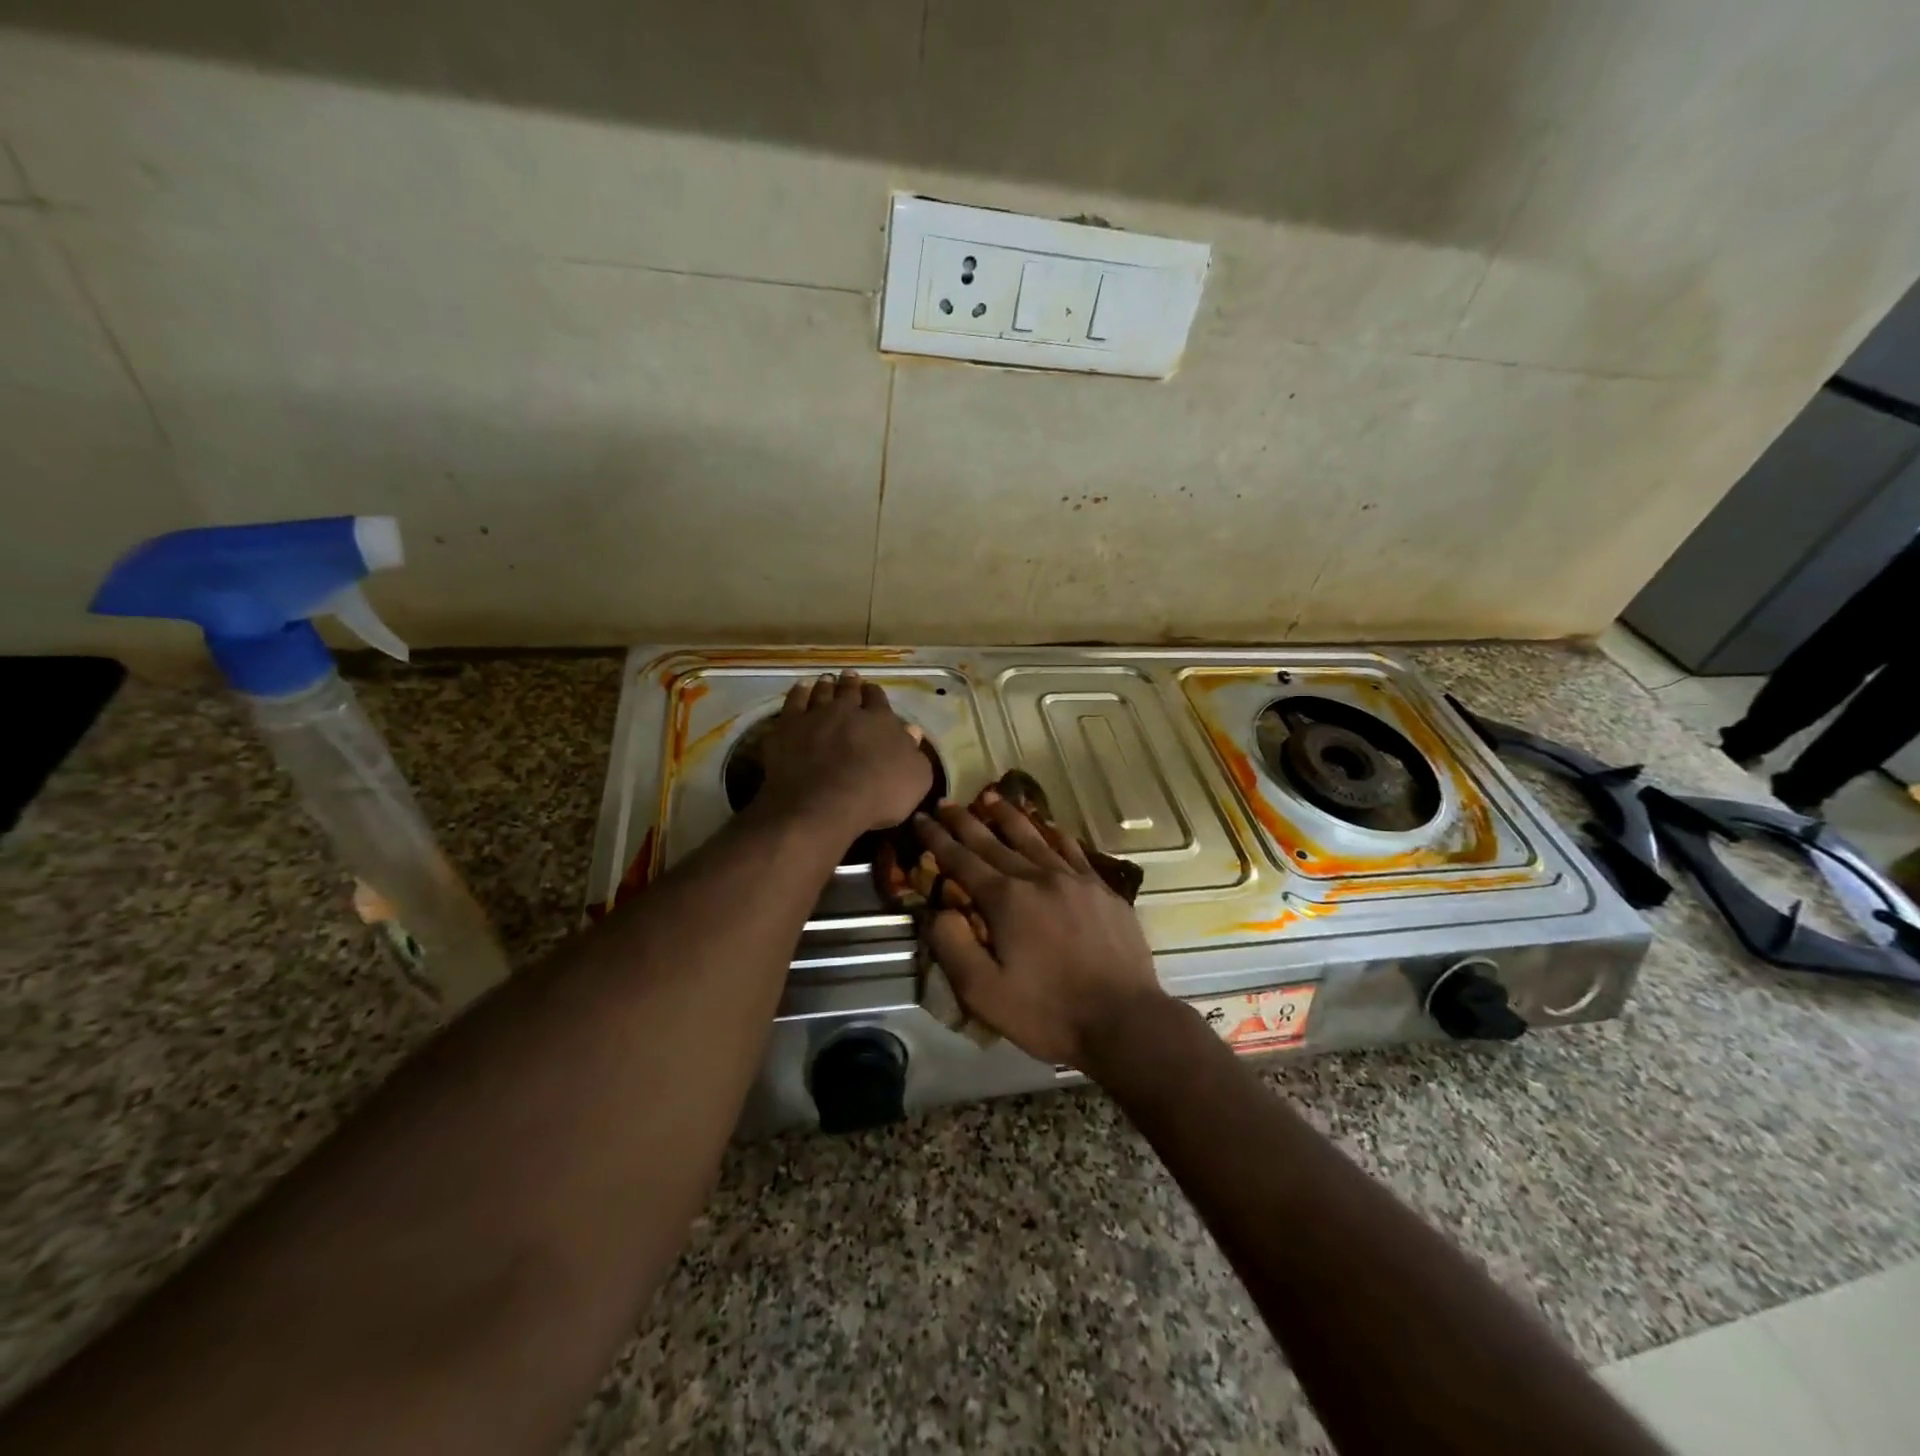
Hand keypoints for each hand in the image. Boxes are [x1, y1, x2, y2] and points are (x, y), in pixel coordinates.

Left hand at [757, 671, 931, 838]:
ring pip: (820, 693)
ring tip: (826, 679)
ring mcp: (814, 717)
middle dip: (851, 683)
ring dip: (825, 685)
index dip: (875, 695)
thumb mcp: (915, 780)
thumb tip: (912, 731)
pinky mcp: (786, 729)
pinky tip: (800, 690)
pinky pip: (792, 703)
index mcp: (880, 721)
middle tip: (850, 676)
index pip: (878, 700)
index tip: (873, 691)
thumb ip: (914, 753)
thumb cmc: (877, 796)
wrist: (823, 805)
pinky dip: (797, 694)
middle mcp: (847, 711)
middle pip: (849, 691)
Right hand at [912, 797, 1166, 1070]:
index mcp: (1006, 900)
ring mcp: (1075, 879)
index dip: (937, 839)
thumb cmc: (1048, 1012)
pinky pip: (1072, 850)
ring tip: (990, 797)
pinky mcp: (1102, 889)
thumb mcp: (983, 992)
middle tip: (945, 802)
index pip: (962, 860)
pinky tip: (1048, 827)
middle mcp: (1038, 877)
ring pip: (1034, 837)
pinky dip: (1054, 834)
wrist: (1124, 1020)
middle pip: (994, 841)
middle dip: (965, 821)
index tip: (920, 819)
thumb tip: (937, 908)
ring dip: (1008, 816)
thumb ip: (952, 946)